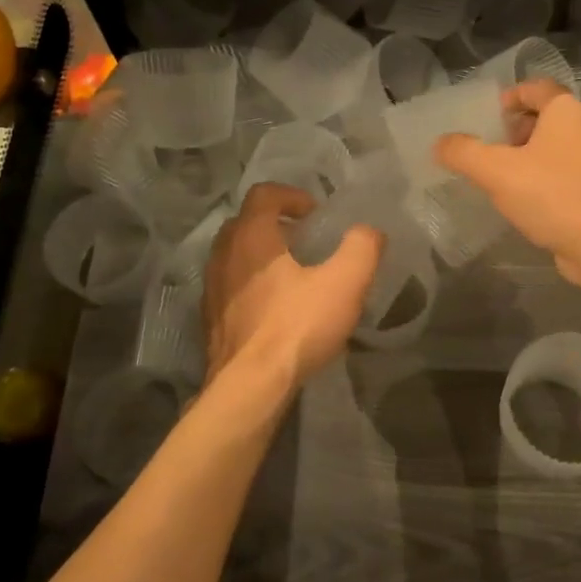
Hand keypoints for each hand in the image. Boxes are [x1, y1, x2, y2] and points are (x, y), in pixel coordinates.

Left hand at [203, 183, 382, 388]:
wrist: (251, 386)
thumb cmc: (297, 326)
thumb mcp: (345, 283)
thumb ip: (362, 248)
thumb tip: (369, 231)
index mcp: (251, 237)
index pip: (264, 194)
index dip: (292, 195)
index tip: (316, 214)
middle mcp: (224, 255)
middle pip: (245, 222)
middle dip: (275, 223)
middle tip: (305, 240)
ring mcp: (212, 288)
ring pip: (234, 255)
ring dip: (261, 255)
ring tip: (292, 274)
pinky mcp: (211, 319)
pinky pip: (230, 286)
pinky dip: (250, 284)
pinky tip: (275, 308)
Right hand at [436, 80, 580, 286]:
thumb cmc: (551, 194)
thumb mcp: (496, 171)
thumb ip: (463, 153)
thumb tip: (440, 143)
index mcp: (567, 112)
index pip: (537, 88)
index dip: (510, 97)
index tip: (488, 117)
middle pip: (546, 118)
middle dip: (515, 130)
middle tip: (490, 149)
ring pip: (555, 149)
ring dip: (528, 158)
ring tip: (501, 179)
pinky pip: (565, 176)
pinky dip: (543, 181)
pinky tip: (524, 204)